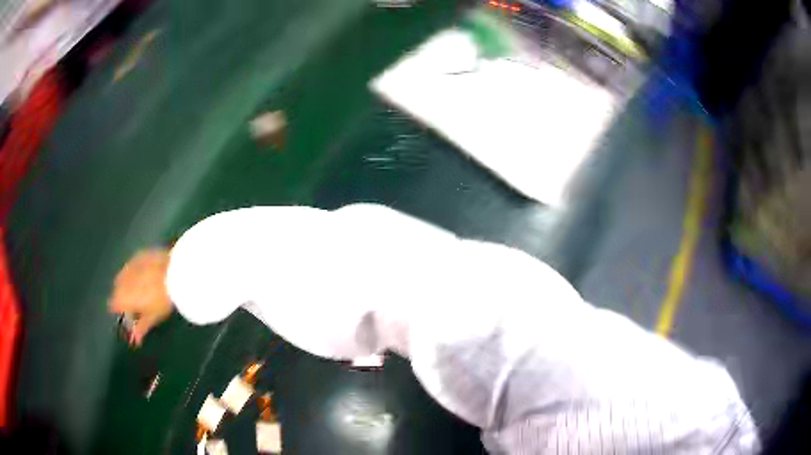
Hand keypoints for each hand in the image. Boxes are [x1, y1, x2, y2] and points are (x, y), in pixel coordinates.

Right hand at [109, 248, 172, 345]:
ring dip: (129, 284)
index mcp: (121, 296)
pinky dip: (136, 272)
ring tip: (144, 290)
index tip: (129, 316)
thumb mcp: (152, 317)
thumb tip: (135, 340)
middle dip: (124, 297)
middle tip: (138, 305)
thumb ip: (141, 328)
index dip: (120, 311)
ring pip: (124, 277)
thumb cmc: (162, 299)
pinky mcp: (138, 254)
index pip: (113, 305)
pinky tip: (148, 276)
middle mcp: (121, 279)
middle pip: (117, 290)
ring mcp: (129, 264)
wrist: (174, 271)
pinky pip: (133, 266)